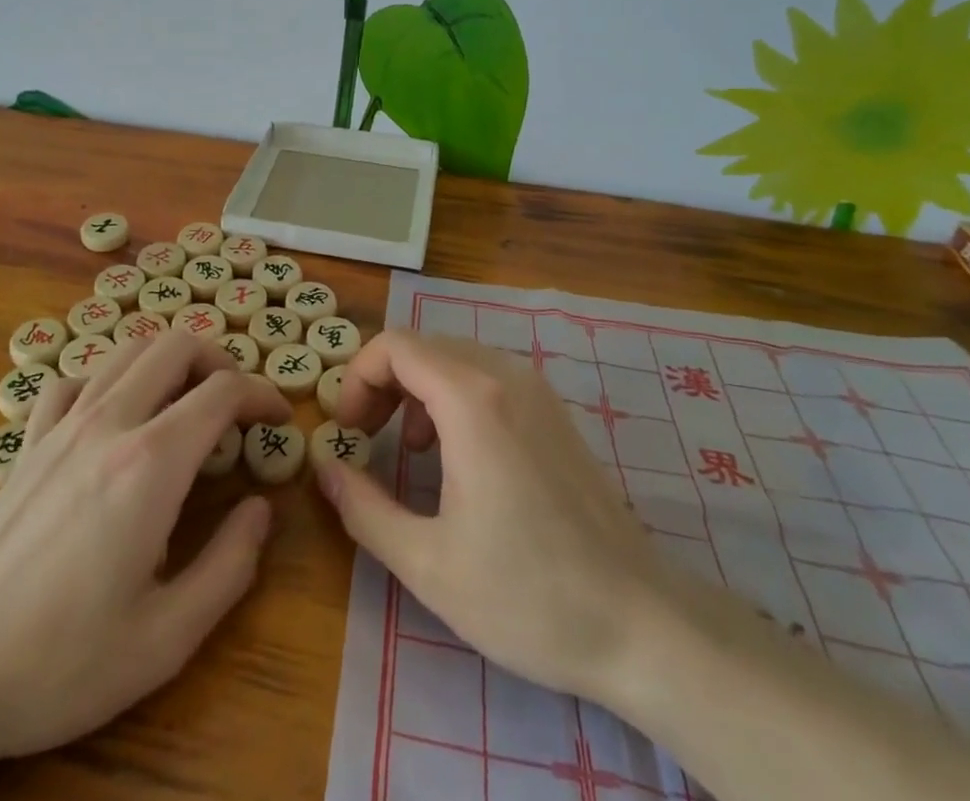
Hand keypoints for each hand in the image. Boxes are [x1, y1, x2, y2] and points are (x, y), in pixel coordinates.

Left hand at [0, 331, 291, 778]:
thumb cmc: (60, 661)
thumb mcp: (166, 638)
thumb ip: (229, 566)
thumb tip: (261, 509)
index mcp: (152, 462)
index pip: (222, 391)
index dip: (261, 393)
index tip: (277, 417)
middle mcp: (110, 422)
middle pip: (176, 345)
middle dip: (218, 361)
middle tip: (235, 403)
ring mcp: (62, 424)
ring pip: (127, 350)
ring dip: (167, 362)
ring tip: (183, 402)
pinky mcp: (28, 441)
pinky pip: (75, 380)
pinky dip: (107, 381)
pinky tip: (111, 418)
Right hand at [313, 329, 672, 702]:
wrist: (643, 625)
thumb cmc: (528, 596)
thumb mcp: (428, 563)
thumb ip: (364, 509)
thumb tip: (325, 469)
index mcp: (471, 399)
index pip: (394, 345)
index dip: (357, 378)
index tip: (348, 431)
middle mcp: (504, 375)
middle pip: (422, 346)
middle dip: (382, 383)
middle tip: (365, 437)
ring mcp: (536, 390)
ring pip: (454, 357)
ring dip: (416, 389)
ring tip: (407, 450)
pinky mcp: (554, 412)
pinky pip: (486, 377)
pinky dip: (452, 396)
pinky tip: (455, 455)